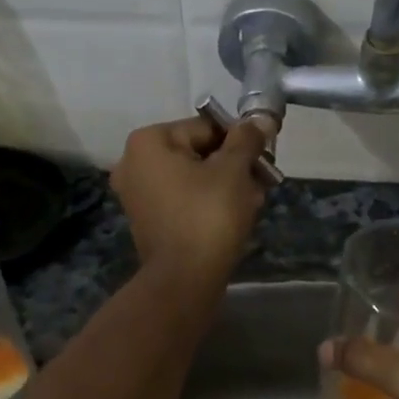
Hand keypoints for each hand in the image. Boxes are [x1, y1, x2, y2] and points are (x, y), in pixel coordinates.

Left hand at [110, 115, 271, 290]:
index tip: (264, 158)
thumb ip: (247, 140)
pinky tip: (236, 215)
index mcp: (148, 142)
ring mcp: (138, 194)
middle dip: (234, 165)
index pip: (206, 128)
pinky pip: (184, 199)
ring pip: (194, 177)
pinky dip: (208, 202)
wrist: (185, 279)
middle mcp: (134, 163)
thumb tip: (261, 119)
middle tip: (262, 181)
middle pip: (198, 152)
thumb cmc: (209, 215)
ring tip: (253, 201)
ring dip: (226, 184)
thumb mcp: (234, 170)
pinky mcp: (148, 220)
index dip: (240, 141)